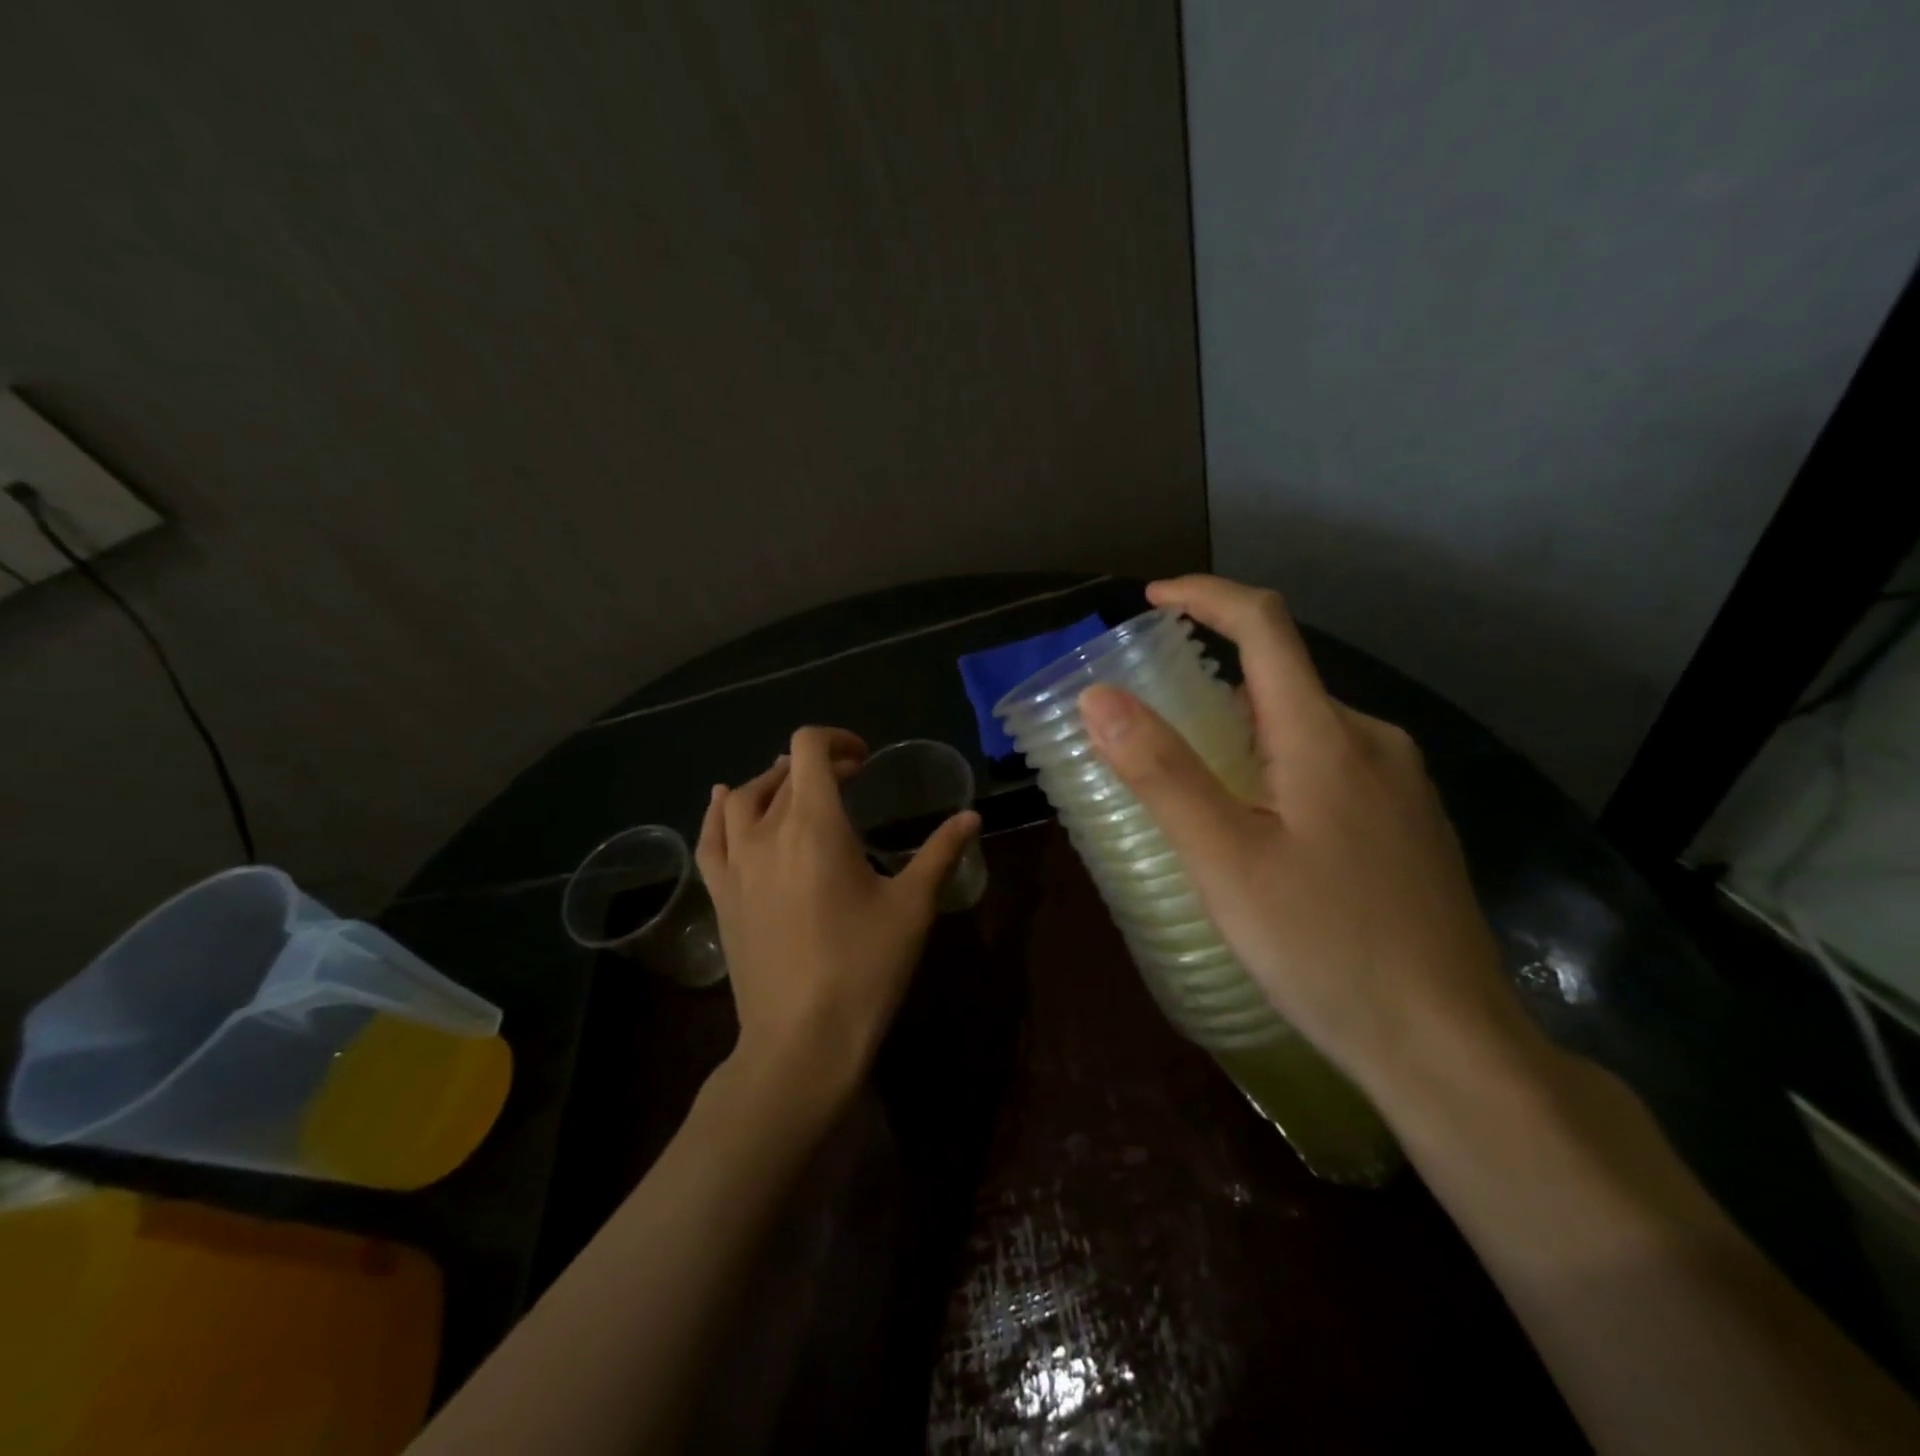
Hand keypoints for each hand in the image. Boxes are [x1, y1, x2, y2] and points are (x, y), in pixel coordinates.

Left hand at [696, 726, 980, 1105]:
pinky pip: (711, 837)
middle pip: (781, 772)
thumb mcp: (913, 907)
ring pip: (740, 799)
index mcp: (815, 825)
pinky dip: (719, 811)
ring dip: (771, 783)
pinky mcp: (721, 895)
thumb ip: (941, 853)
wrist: (801, 1039)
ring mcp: (736, 865)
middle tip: (849, 781)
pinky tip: (724, 803)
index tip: (864, 760)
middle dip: (817, 765)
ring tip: (796, 792)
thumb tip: (971, 816)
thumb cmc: (864, 968)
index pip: (809, 750)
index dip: (837, 741)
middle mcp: (767, 833)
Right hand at [1077, 575, 1537, 1101]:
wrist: (1451, 1046)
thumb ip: (1162, 772)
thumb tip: (1100, 696)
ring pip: (1306, 728)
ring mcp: (1401, 784)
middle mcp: (1372, 741)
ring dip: (1244, 733)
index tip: (1151, 597)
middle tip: (1153, 731)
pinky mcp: (1409, 824)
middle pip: (1281, 679)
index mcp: (1326, 736)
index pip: (1264, 625)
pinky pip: (1332, 766)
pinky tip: (1260, 831)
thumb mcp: (1224, 861)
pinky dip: (1278, 767)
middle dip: (1212, 683)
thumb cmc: (1325, 948)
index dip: (1205, 596)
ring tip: (1196, 790)